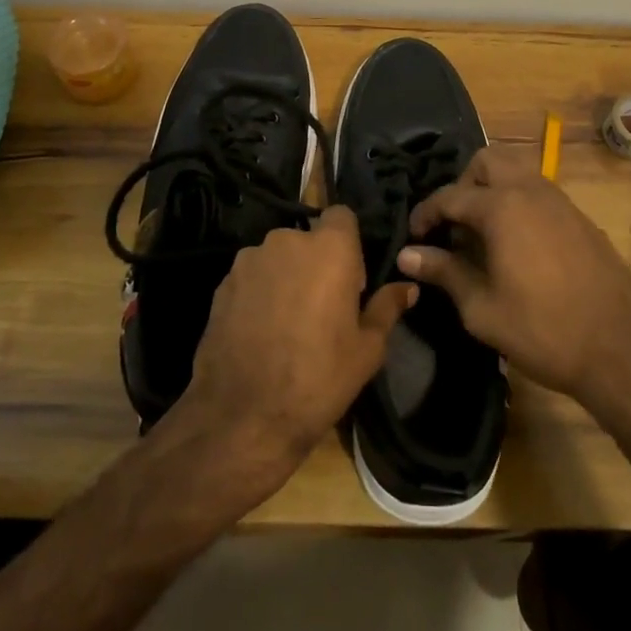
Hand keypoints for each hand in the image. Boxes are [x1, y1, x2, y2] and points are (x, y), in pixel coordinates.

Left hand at [180, 205, 414, 494]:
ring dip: (286, 276)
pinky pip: (252, 276)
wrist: (242, 416)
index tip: (351, 279)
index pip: (342, 214)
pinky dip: (260, 293)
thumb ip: (387, 308)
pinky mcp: (222, 283)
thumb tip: (408, 287)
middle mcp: (286, 241)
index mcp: (329, 248)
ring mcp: (249, 260)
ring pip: (278, 257)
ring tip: (288, 322)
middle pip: (308, 238)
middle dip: (317, 262)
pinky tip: (261, 331)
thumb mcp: (367, 349)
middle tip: (323, 306)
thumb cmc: (318, 378)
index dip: (349, 241)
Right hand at [399, 147, 630, 412]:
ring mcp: (563, 203)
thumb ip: (444, 272)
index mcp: (503, 208)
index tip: (413, 236)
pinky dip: (520, 205)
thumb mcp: (481, 308)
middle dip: (463, 184)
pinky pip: (541, 195)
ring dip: (494, 191)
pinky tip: (518, 248)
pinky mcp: (582, 220)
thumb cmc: (541, 330)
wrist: (620, 350)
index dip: (425, 213)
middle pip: (488, 161)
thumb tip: (407, 255)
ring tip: (483, 236)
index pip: (450, 195)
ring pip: (518, 173)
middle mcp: (532, 192)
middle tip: (454, 224)